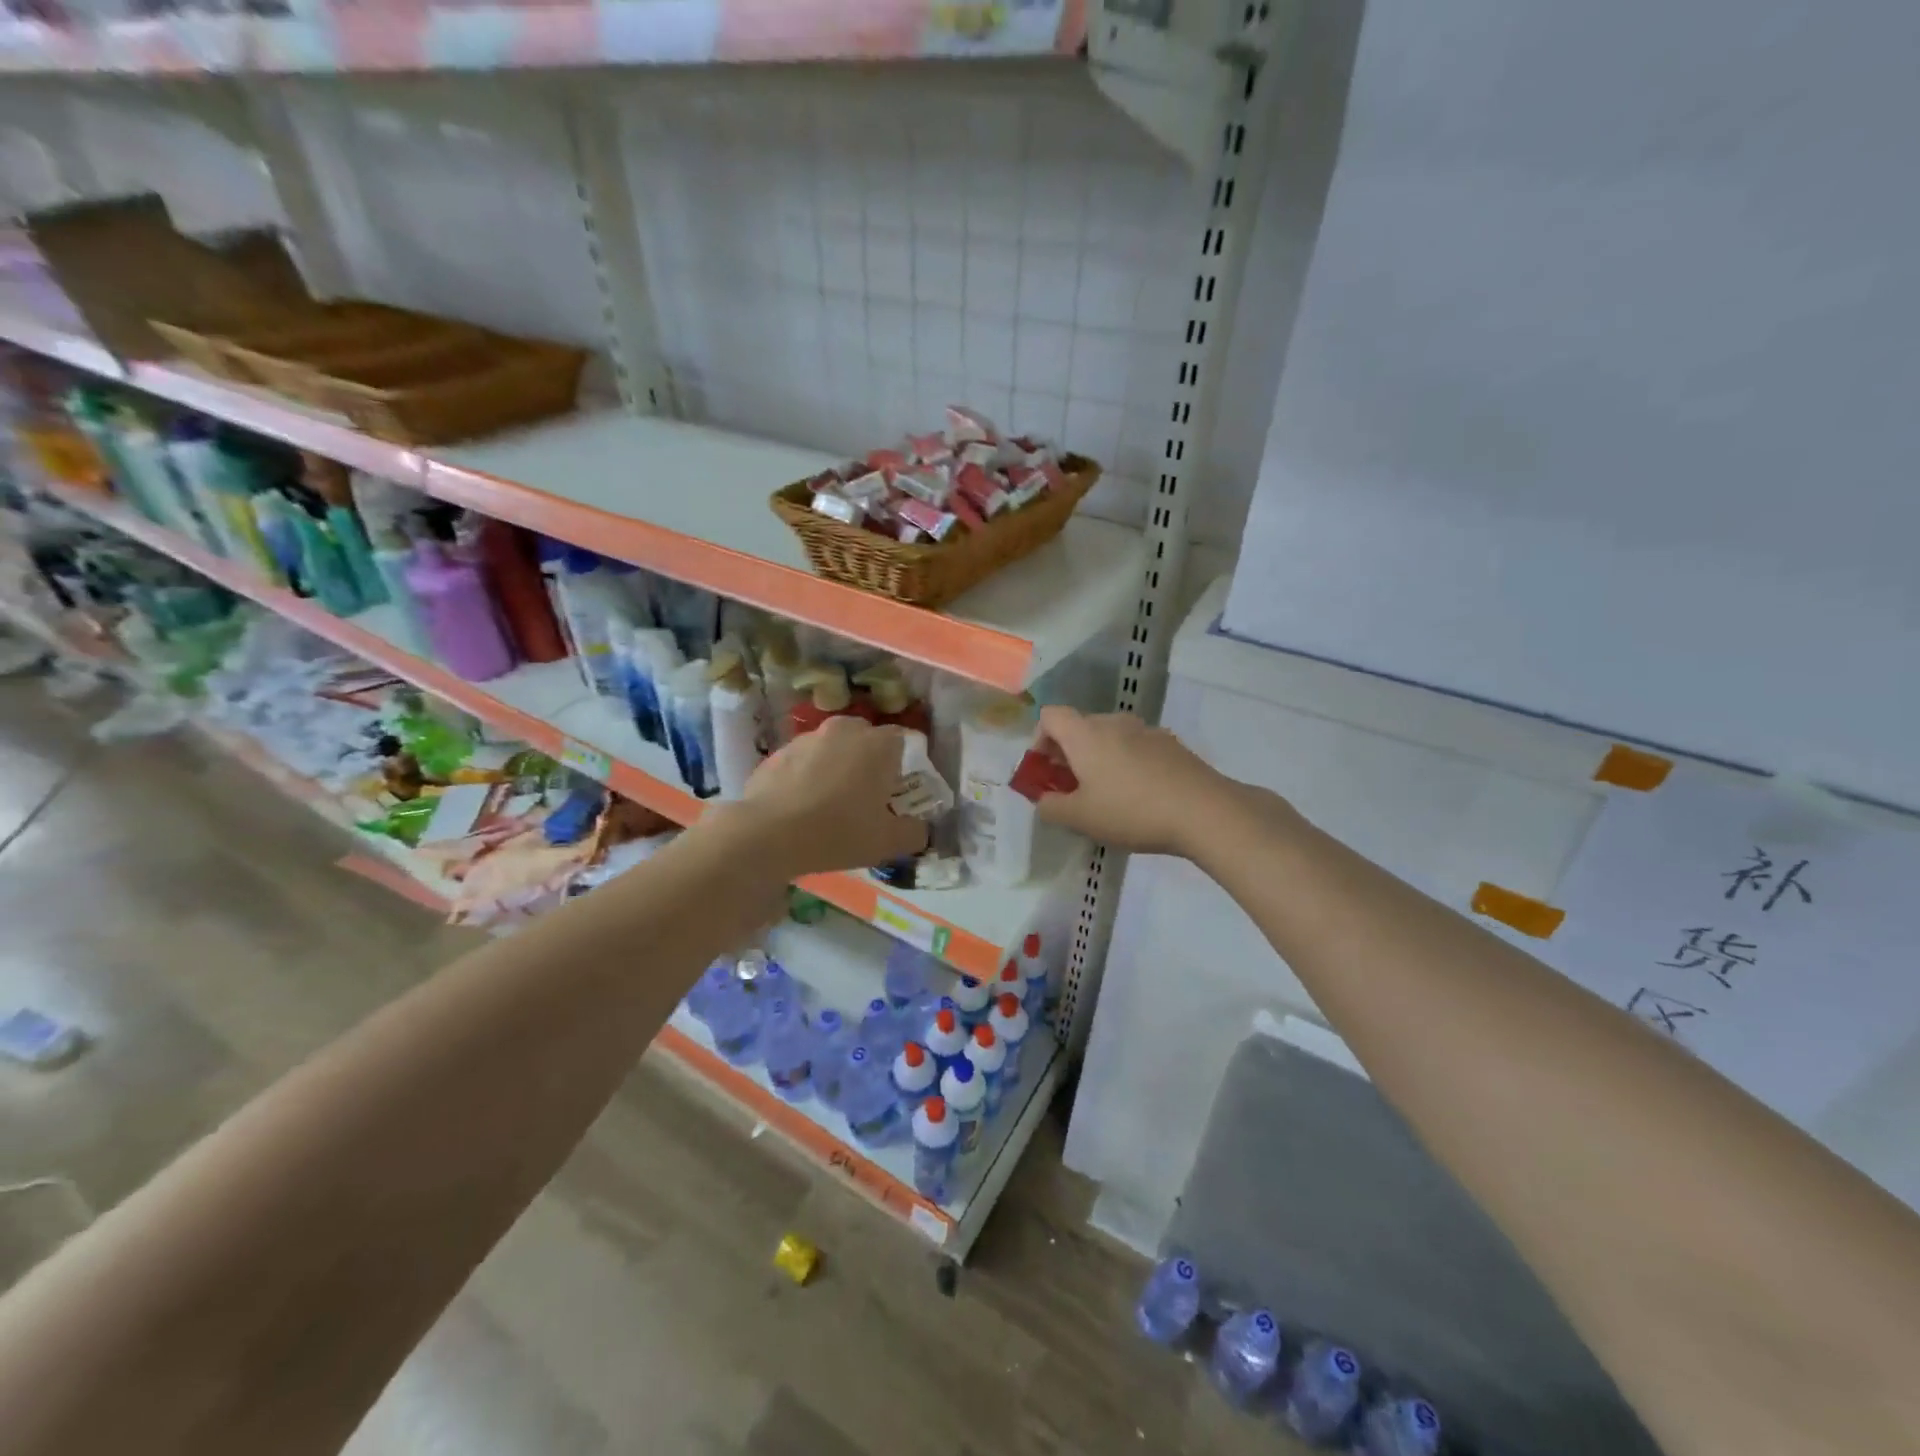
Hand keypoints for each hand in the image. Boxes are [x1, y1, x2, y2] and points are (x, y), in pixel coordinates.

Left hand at [718, 715, 928, 874]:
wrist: (768, 835)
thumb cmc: (840, 832)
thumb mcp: (888, 843)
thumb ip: (914, 833)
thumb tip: (920, 829)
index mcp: (877, 744)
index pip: (901, 740)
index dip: (901, 764)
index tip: (894, 791)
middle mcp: (844, 730)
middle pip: (864, 738)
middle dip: (866, 760)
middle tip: (864, 796)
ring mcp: (806, 739)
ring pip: (830, 748)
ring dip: (834, 767)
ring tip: (828, 804)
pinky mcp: (776, 754)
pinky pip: (801, 762)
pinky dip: (805, 777)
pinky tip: (800, 808)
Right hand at [1032, 707, 1239, 857]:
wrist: (1204, 811)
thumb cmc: (1131, 811)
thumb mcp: (1080, 818)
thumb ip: (1051, 807)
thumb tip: (1044, 800)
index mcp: (1085, 734)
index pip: (1050, 716)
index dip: (1039, 740)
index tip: (1045, 771)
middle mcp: (1114, 722)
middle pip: (1080, 726)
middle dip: (1068, 754)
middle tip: (1071, 789)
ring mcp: (1146, 730)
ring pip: (1109, 737)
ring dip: (1098, 759)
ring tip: (1106, 795)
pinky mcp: (1171, 744)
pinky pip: (1136, 747)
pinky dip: (1126, 763)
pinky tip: (1139, 796)